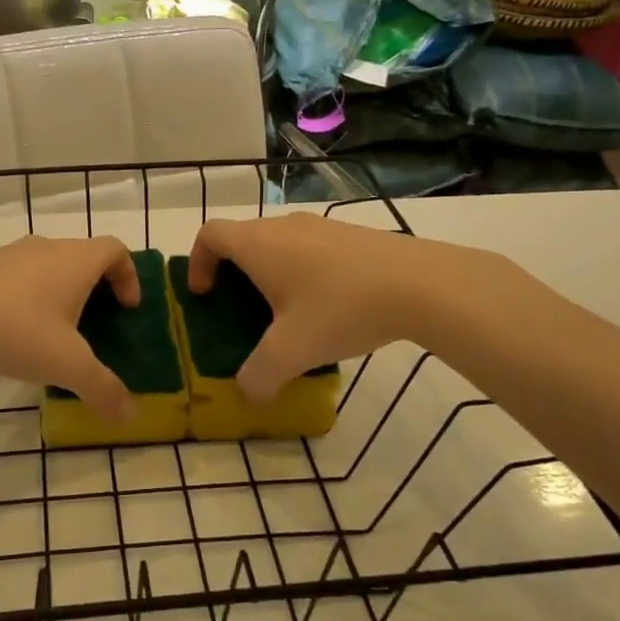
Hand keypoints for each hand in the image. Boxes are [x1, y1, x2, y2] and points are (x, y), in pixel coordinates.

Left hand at [0, 235, 139, 420]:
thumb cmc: (17, 331)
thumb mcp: (67, 366)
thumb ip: (103, 389)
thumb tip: (130, 416)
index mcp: (75, 261)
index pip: (115, 250)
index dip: (129, 275)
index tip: (127, 308)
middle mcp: (46, 248)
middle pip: (83, 256)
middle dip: (96, 287)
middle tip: (96, 323)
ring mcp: (10, 254)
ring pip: (49, 265)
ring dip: (60, 291)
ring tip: (55, 331)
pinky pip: (19, 276)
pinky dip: (30, 295)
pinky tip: (15, 331)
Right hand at [188, 214, 522, 401]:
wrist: (422, 284)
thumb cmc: (340, 309)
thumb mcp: (292, 352)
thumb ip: (259, 376)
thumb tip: (249, 394)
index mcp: (258, 244)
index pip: (209, 234)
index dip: (198, 262)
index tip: (205, 294)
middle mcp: (283, 226)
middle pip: (242, 238)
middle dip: (232, 272)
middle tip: (241, 310)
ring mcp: (321, 226)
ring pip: (278, 243)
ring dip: (270, 272)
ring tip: (286, 314)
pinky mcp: (351, 235)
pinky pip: (309, 248)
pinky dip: (302, 271)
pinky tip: (328, 308)